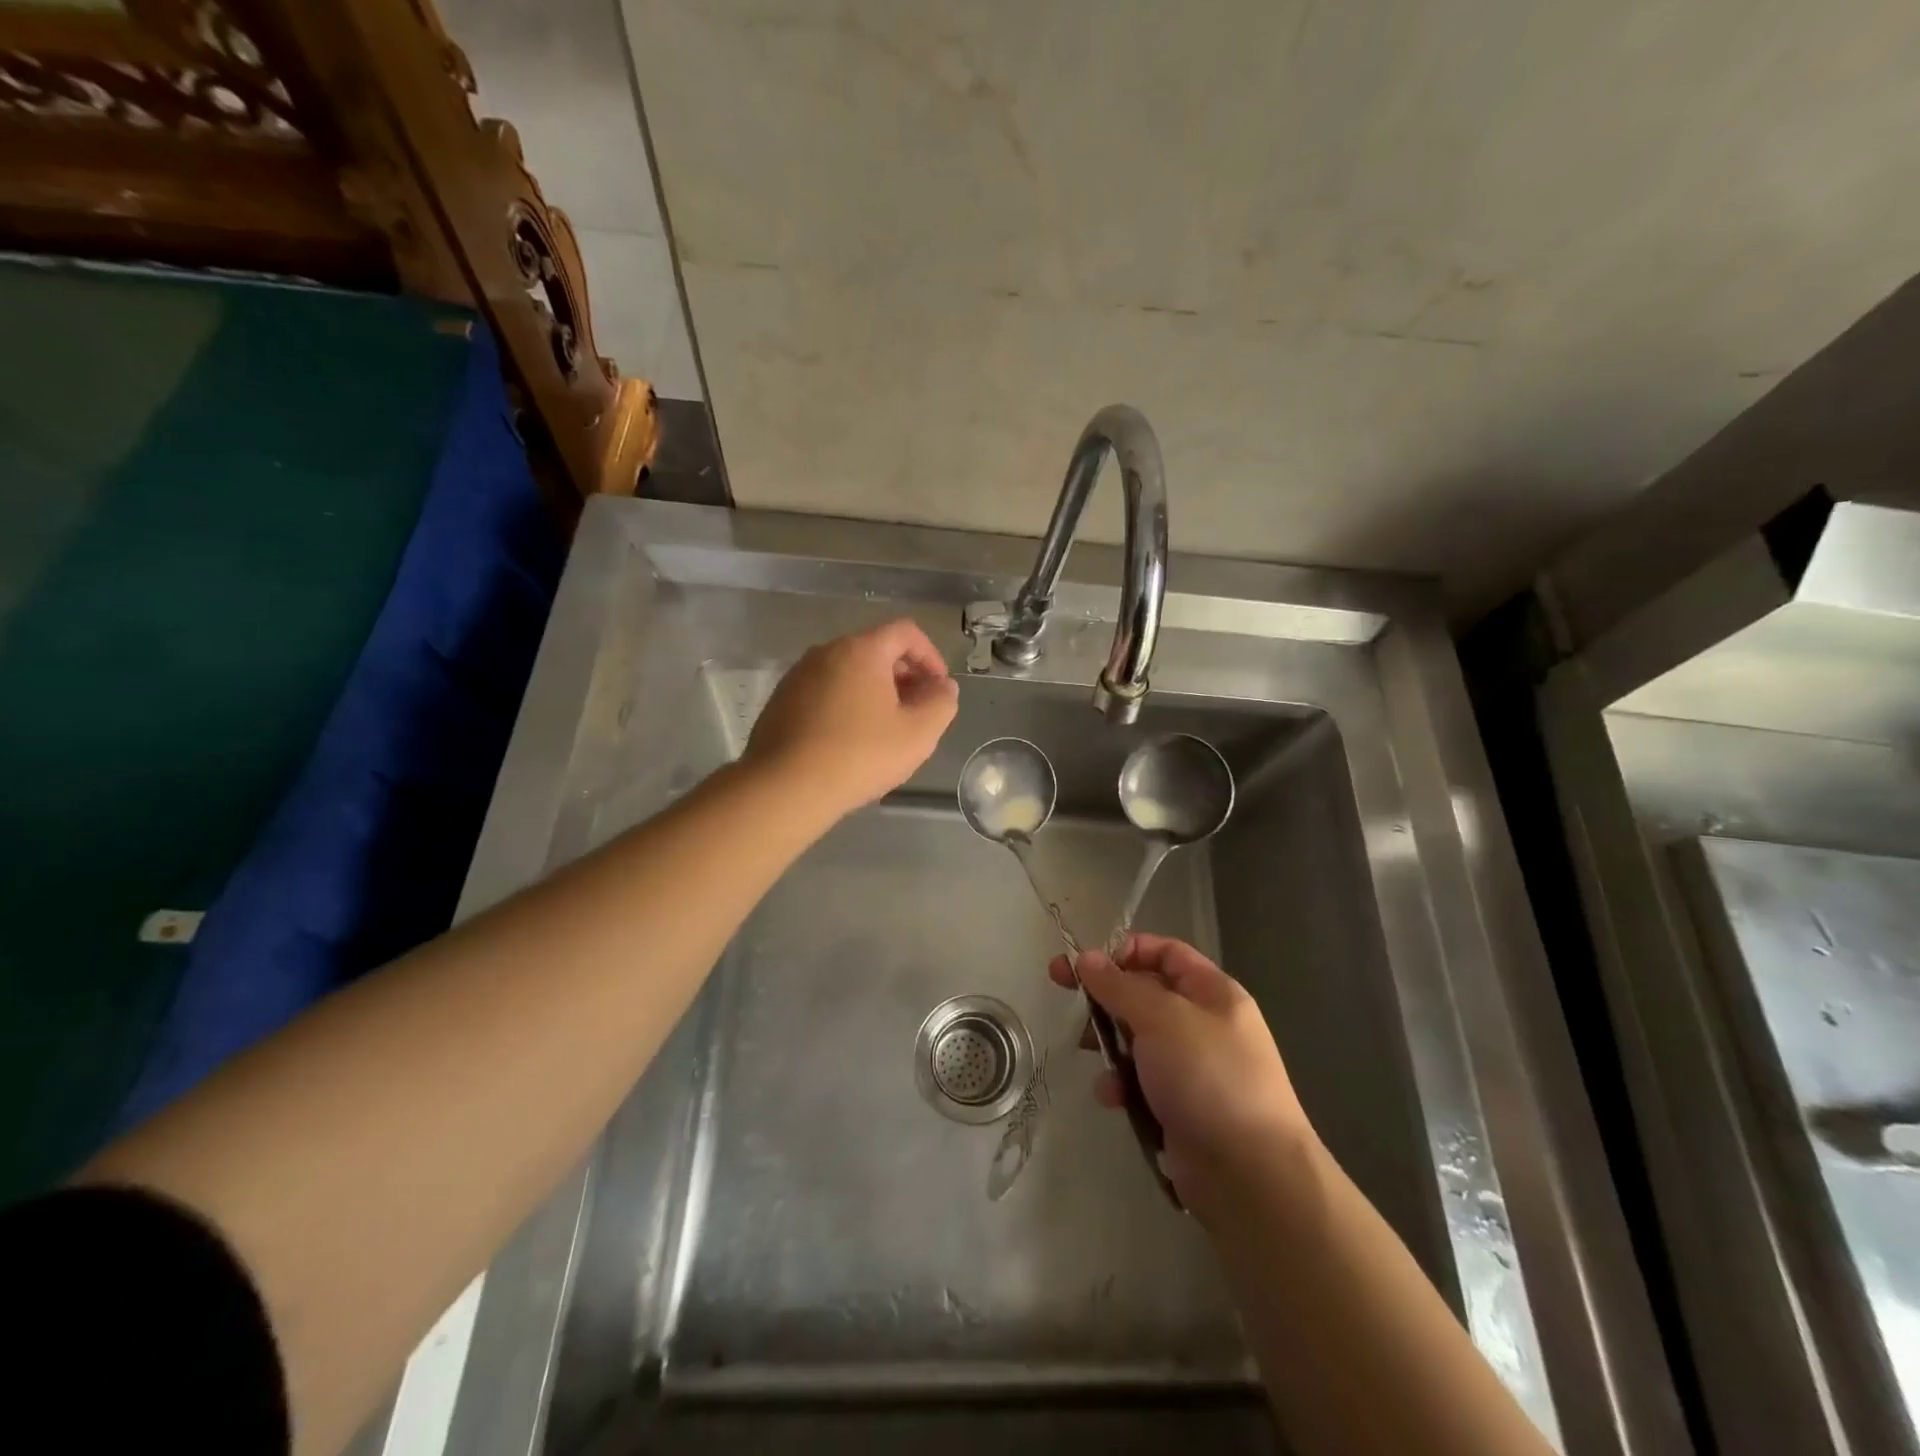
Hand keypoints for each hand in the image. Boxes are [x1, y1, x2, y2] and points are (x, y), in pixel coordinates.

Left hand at [744, 619, 958, 817]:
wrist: (785, 787)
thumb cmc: (859, 755)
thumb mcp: (918, 734)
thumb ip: (941, 703)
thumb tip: (943, 687)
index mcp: (861, 650)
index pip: (906, 632)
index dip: (930, 656)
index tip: (939, 688)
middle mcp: (826, 652)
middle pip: (875, 649)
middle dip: (903, 675)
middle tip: (917, 710)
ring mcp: (798, 675)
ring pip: (848, 671)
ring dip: (874, 691)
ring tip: (885, 728)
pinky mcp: (781, 700)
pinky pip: (824, 691)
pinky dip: (846, 704)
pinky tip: (850, 740)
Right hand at [1049, 934, 1313, 1217]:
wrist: (1250, 1175)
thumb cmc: (1208, 1077)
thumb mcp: (1160, 1019)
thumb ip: (1119, 986)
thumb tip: (1087, 958)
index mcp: (1213, 992)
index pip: (1166, 953)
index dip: (1126, 951)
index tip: (1086, 963)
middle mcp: (1205, 1024)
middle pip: (1146, 995)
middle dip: (1107, 999)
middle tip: (1066, 998)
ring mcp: (1194, 1068)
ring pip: (1138, 1040)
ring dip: (1110, 1045)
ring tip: (1088, 1053)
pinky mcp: (1180, 1107)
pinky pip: (1141, 1081)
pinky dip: (1122, 1085)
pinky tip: (1113, 1098)